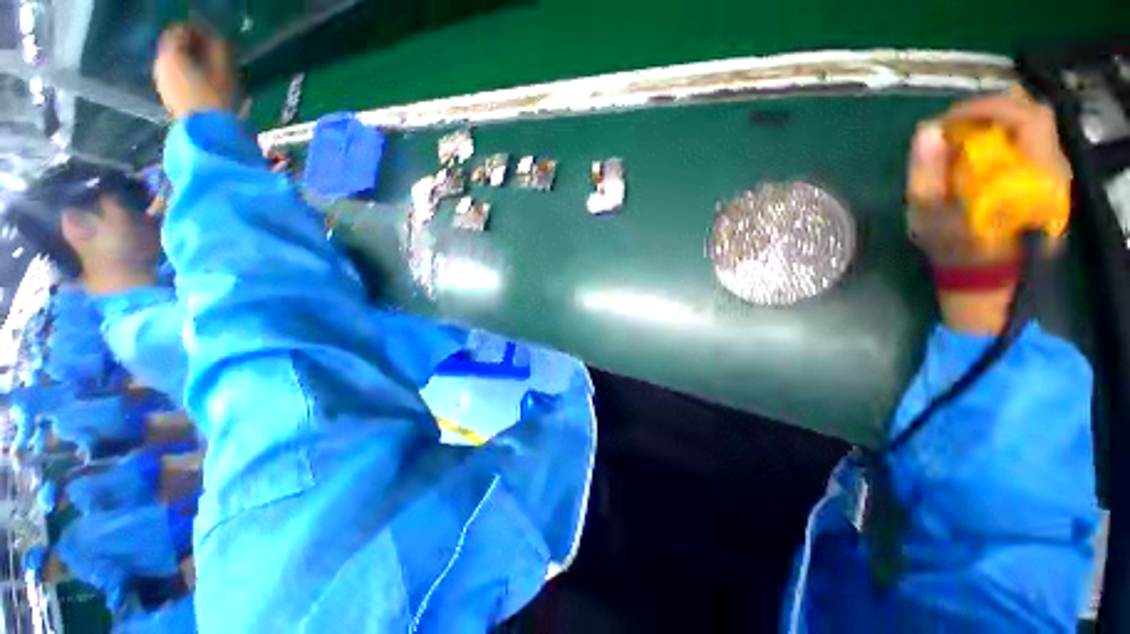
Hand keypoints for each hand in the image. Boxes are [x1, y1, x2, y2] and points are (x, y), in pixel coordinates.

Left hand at [153, 24, 236, 119]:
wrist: (208, 134)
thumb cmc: (218, 100)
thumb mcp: (225, 70)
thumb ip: (219, 48)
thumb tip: (216, 38)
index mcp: (171, 53)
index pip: (181, 29)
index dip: (199, 31)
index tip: (216, 40)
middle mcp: (160, 64)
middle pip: (175, 46)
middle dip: (194, 47)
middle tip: (214, 54)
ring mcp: (161, 82)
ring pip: (175, 62)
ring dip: (191, 62)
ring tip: (211, 71)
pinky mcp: (166, 97)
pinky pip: (175, 77)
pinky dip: (187, 75)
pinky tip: (203, 85)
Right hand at [906, 85, 1070, 265]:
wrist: (982, 271)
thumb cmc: (954, 247)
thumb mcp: (929, 216)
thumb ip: (927, 174)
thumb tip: (927, 130)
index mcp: (1032, 180)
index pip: (1026, 120)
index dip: (987, 108)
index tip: (949, 119)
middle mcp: (1053, 171)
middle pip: (1034, 114)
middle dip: (992, 108)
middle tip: (956, 121)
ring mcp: (1054, 173)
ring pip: (1034, 122)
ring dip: (998, 118)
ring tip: (966, 129)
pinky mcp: (1048, 175)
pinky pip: (1032, 137)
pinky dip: (1005, 130)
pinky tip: (981, 142)